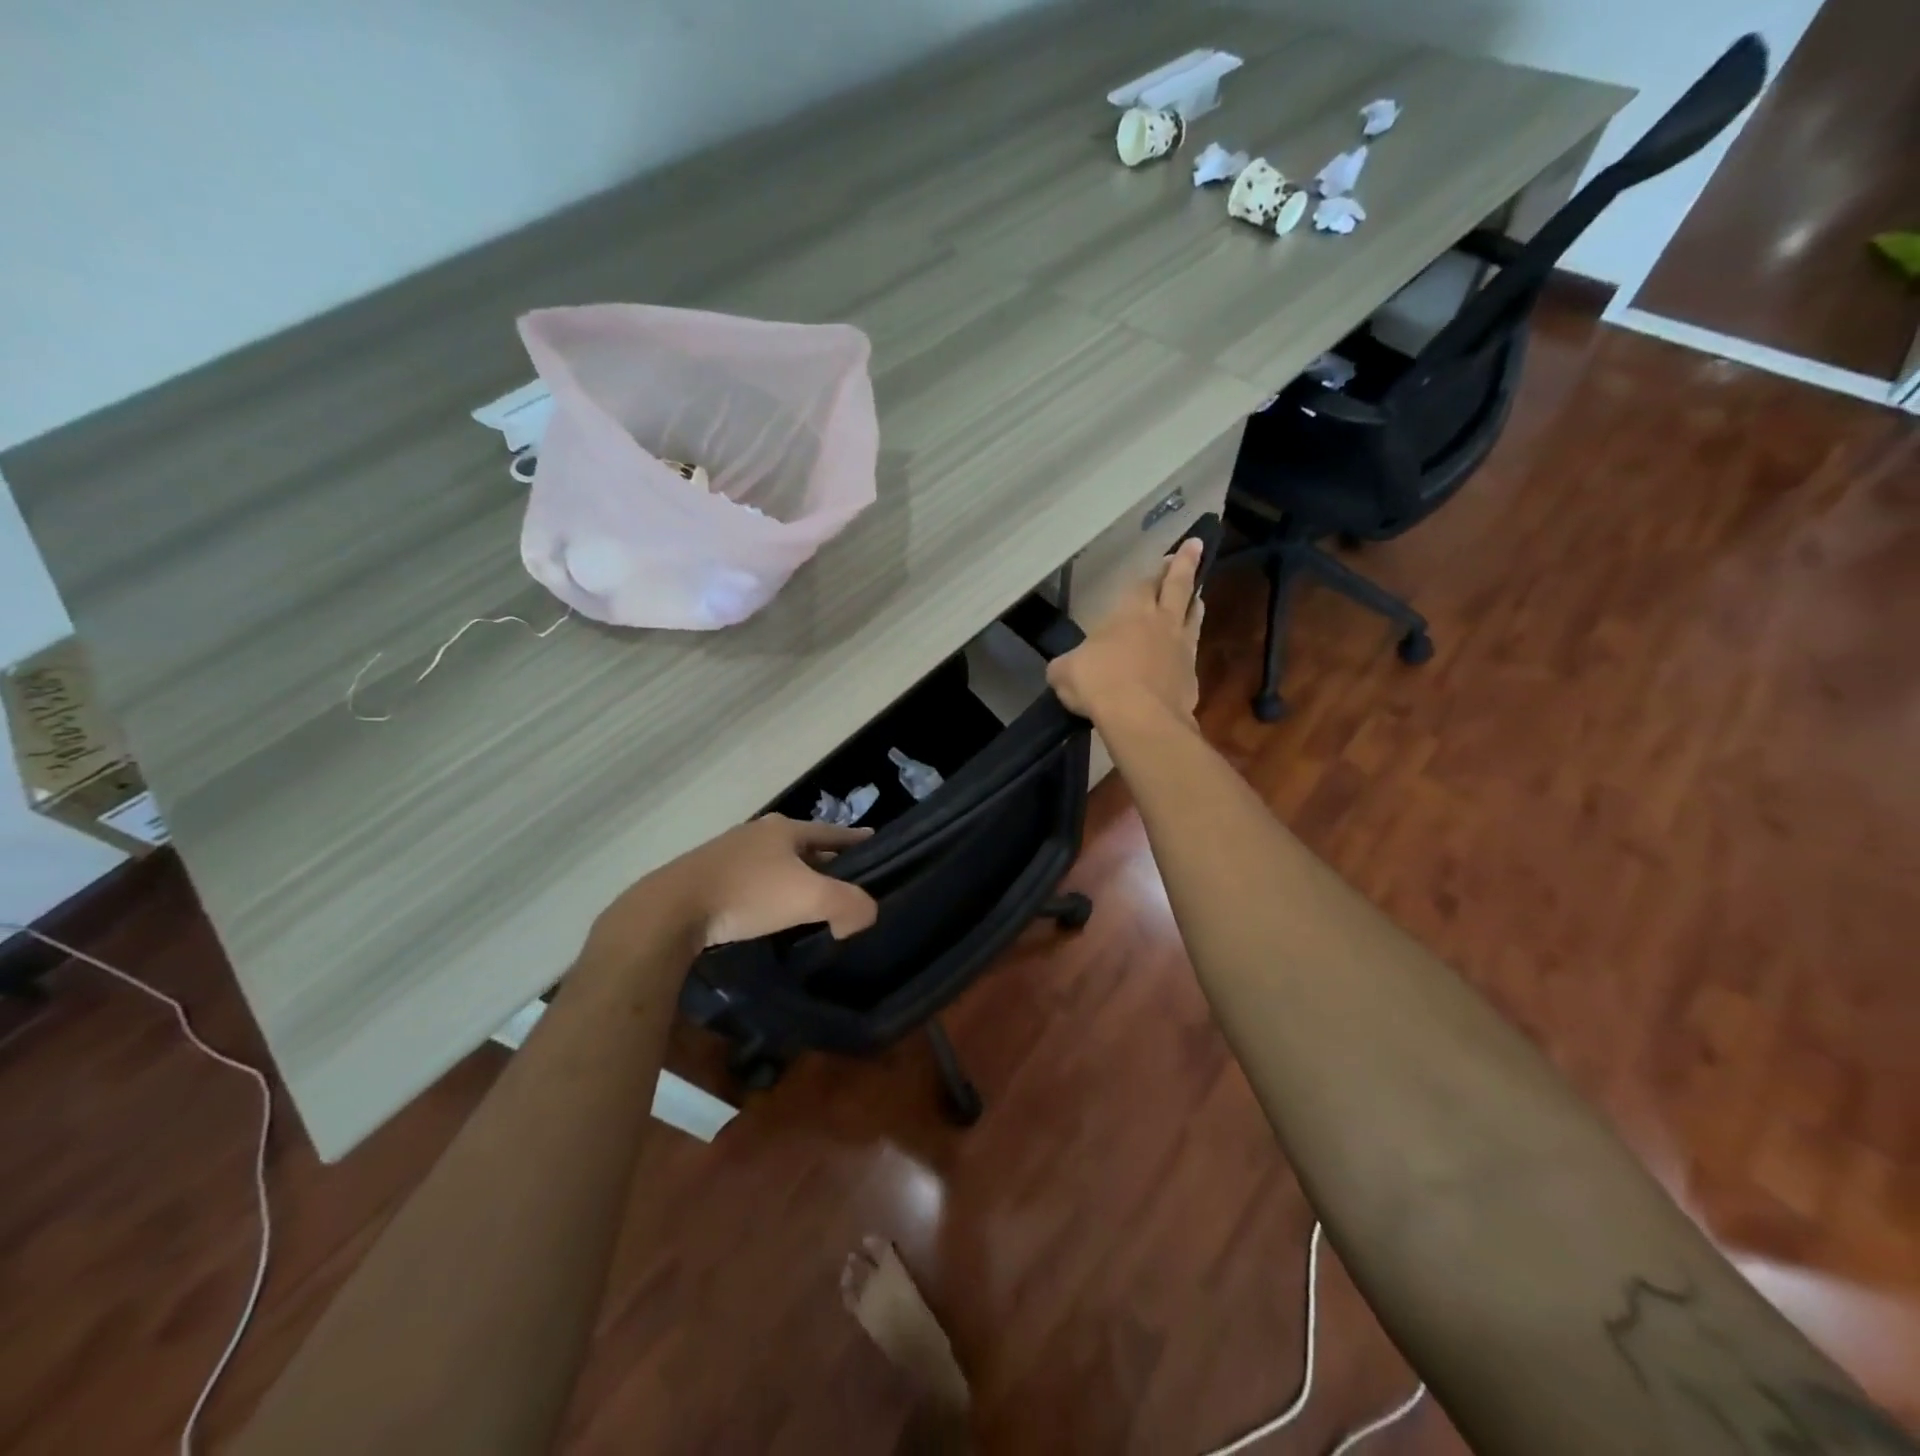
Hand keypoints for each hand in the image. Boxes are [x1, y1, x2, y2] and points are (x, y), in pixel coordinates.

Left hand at [592, 816, 879, 957]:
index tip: (875, 843)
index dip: (856, 839)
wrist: (671, 910)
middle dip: (825, 860)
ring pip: (775, 863)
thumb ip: (849, 905)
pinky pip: (752, 881)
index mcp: (785, 829)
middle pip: (803, 845)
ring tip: (810, 900)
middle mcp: (758, 833)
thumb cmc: (747, 894)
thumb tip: (864, 917)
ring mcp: (729, 853)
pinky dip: (768, 892)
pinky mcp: (708, 877)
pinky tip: (769, 911)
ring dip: (794, 877)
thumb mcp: (810, 898)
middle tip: (847, 881)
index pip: (832, 831)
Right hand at [1047, 537, 1203, 726]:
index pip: (1144, 583)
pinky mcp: (1191, 677)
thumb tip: (1063, 668)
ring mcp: (1181, 648)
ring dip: (1194, 603)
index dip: (1154, 570)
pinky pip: (1192, 653)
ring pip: (1193, 616)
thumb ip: (1066, 664)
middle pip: (1178, 587)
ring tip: (1197, 596)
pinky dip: (1189, 647)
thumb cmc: (1099, 683)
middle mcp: (1161, 622)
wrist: (1140, 717)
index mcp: (1130, 612)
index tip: (1166, 557)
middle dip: (1185, 565)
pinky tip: (1186, 652)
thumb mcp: (1065, 672)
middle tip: (1195, 546)